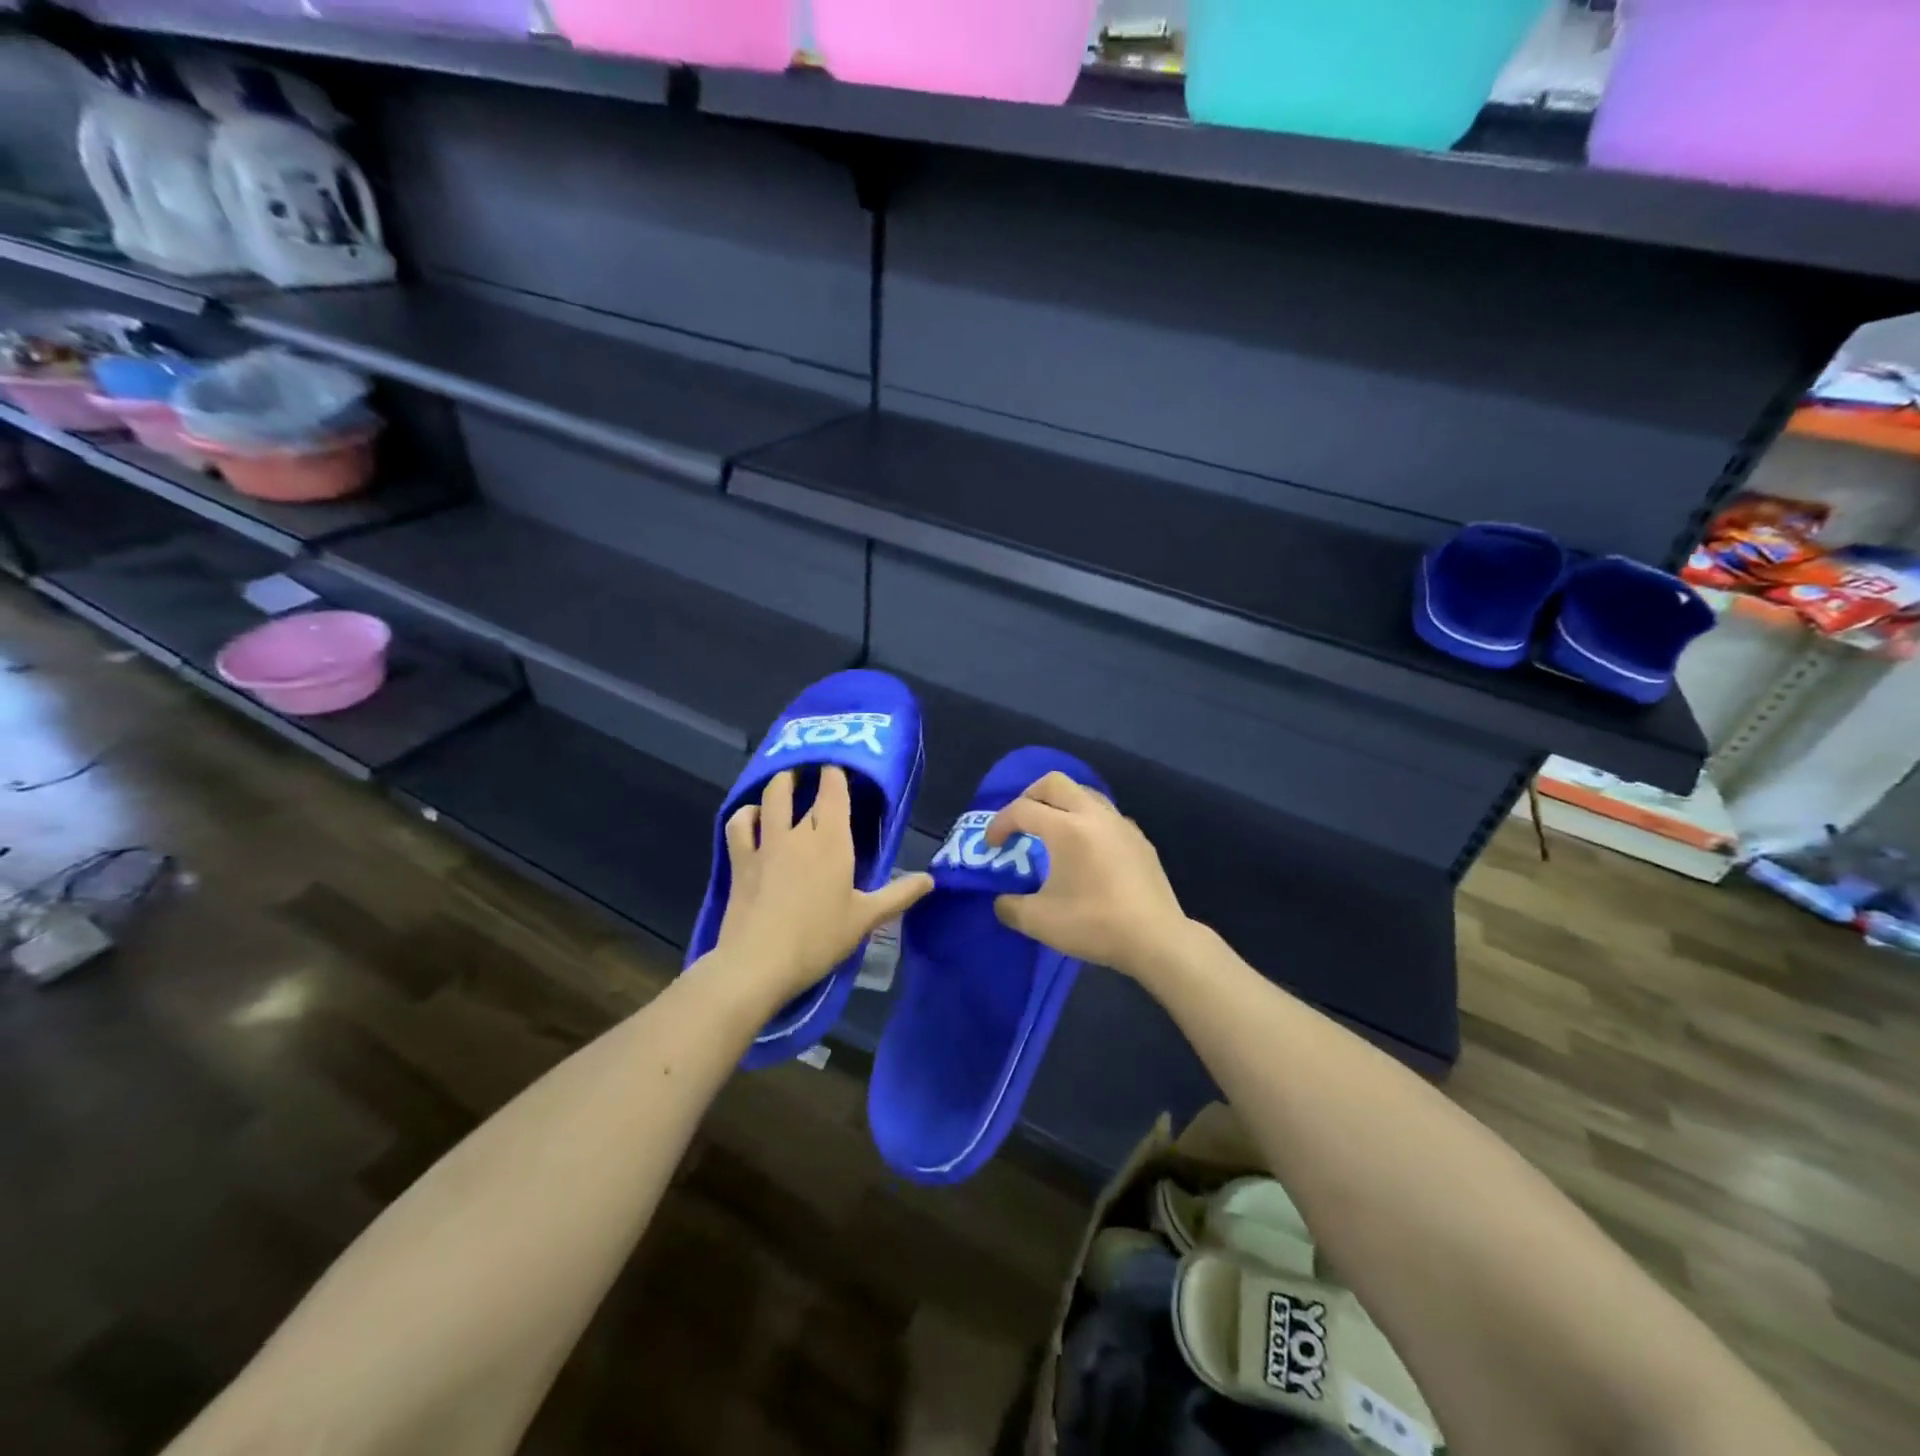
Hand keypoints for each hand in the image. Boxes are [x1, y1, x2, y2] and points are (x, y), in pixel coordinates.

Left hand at [710, 767, 932, 1004]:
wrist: (759, 963)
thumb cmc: (819, 939)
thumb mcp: (865, 919)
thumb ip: (899, 895)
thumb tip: (931, 880)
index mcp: (832, 840)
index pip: (834, 789)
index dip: (836, 771)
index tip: (840, 764)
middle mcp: (798, 832)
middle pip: (799, 787)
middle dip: (807, 772)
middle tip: (814, 769)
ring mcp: (765, 843)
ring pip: (769, 797)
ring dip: (778, 784)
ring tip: (786, 781)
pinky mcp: (740, 860)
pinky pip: (739, 824)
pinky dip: (746, 814)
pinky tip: (752, 816)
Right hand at [984, 772, 1194, 983]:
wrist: (1156, 939)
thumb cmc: (1095, 925)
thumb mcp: (1040, 922)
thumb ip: (1011, 907)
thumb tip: (1002, 902)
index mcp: (1067, 828)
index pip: (1023, 809)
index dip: (999, 824)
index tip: (991, 846)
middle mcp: (1094, 815)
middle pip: (1055, 783)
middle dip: (1029, 796)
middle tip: (1020, 822)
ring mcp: (1121, 825)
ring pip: (1085, 794)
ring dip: (1061, 804)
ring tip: (1052, 831)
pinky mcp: (1140, 839)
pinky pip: (1106, 815)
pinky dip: (1087, 821)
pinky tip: (1087, 850)